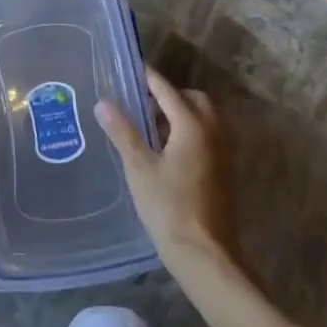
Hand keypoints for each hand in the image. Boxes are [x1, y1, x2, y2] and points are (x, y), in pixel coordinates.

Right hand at [94, 66, 237, 274]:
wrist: (206, 256)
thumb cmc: (169, 208)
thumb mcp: (139, 168)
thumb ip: (123, 132)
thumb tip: (103, 102)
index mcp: (192, 125)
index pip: (167, 90)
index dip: (147, 78)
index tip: (129, 69)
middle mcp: (213, 132)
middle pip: (192, 99)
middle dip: (168, 95)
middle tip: (141, 102)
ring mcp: (222, 152)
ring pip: (203, 118)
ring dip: (180, 114)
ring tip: (150, 126)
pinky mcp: (223, 171)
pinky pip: (207, 136)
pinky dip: (189, 131)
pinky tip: (166, 150)